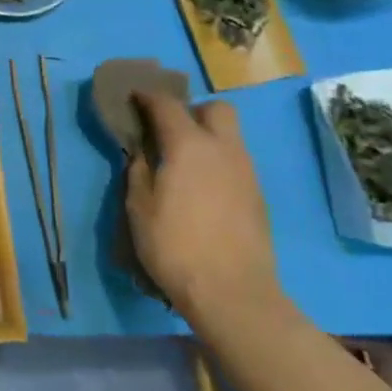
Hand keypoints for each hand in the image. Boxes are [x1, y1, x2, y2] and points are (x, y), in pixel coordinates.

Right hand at [125, 90, 281, 325]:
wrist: (232, 294)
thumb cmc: (174, 245)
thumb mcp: (139, 206)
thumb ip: (138, 169)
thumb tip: (142, 152)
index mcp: (189, 145)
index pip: (167, 104)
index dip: (147, 97)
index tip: (133, 97)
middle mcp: (223, 149)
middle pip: (216, 109)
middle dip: (193, 111)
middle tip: (170, 131)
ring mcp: (246, 173)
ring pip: (230, 137)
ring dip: (207, 138)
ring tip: (183, 162)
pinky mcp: (258, 197)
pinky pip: (236, 164)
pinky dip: (218, 163)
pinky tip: (202, 189)